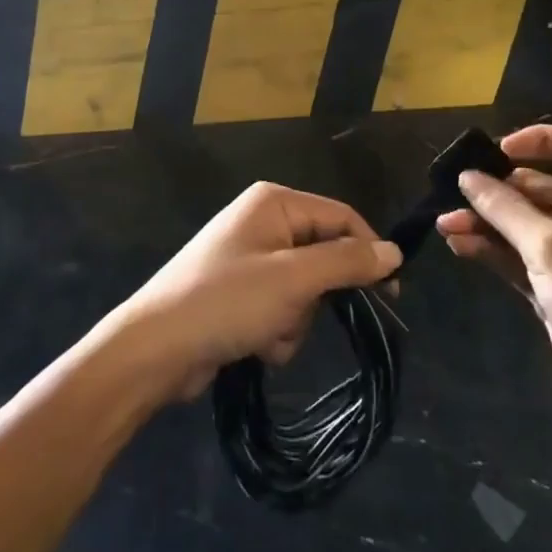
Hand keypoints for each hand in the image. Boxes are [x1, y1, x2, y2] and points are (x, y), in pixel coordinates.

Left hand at [112, 182, 400, 402]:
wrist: (156, 349)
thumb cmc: (226, 302)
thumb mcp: (293, 280)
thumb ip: (346, 262)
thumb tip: (395, 250)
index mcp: (275, 202)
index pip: (341, 217)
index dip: (368, 252)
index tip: (390, 295)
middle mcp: (263, 222)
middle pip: (323, 255)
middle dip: (317, 296)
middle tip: (300, 315)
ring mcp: (250, 258)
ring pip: (305, 289)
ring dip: (296, 319)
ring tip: (268, 334)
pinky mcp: (241, 292)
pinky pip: (282, 307)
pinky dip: (277, 330)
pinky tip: (255, 344)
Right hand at [437, 125, 551, 421]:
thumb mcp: (549, 246)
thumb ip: (504, 208)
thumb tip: (467, 176)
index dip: (536, 140)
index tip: (497, 150)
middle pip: (535, 185)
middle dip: (494, 188)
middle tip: (453, 192)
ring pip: (519, 223)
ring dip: (484, 221)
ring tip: (444, 225)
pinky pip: (516, 255)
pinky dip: (490, 249)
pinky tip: (459, 247)